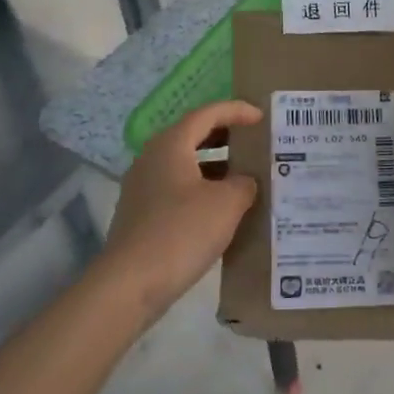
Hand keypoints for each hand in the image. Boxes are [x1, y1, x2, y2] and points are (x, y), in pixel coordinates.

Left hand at [102, 100, 261, 319]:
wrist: (132, 282)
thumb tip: (245, 182)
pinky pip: (177, 189)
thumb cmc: (183, 231)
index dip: (236, 111)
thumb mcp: (227, 203)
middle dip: (225, 137)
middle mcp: (151, 158)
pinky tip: (221, 210)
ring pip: (184, 165)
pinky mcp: (141, 214)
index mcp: (171, 145)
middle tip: (254, 142)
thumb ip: (244, 184)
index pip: (207, 114)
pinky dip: (201, 189)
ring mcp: (142, 187)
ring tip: (245, 177)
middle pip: (192, 136)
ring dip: (215, 166)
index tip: (261, 117)